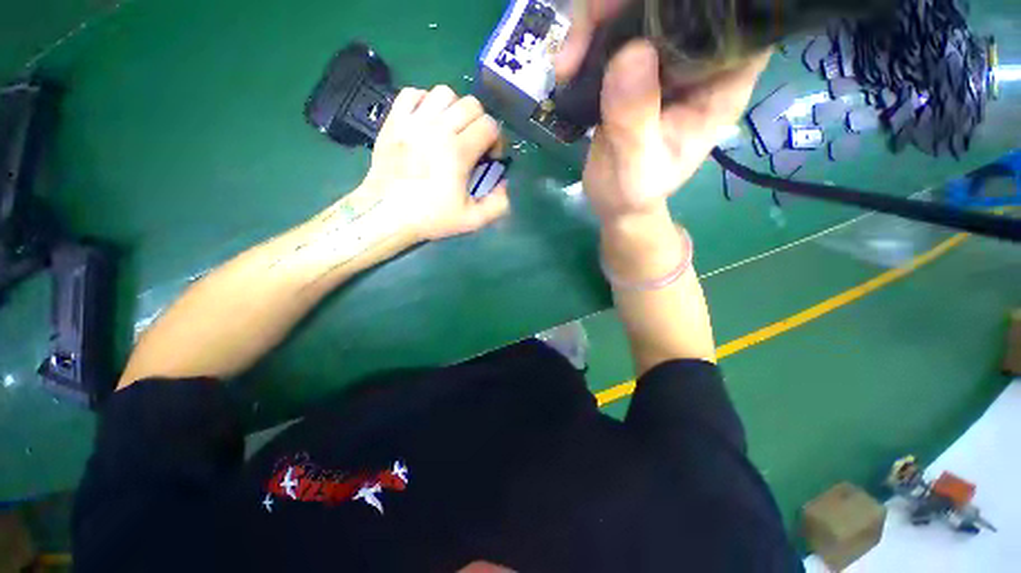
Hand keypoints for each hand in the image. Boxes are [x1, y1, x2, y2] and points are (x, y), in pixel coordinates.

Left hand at [361, 85, 509, 241]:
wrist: (386, 214)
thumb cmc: (430, 217)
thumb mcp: (472, 220)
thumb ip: (497, 204)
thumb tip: (504, 183)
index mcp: (457, 152)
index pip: (489, 125)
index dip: (497, 140)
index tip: (490, 158)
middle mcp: (437, 129)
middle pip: (471, 104)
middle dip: (480, 123)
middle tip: (474, 144)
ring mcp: (412, 121)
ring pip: (444, 92)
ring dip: (455, 109)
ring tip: (452, 130)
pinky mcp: (394, 120)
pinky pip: (412, 93)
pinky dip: (425, 101)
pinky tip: (427, 121)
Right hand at [554, 1, 768, 223]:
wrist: (615, 200)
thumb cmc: (633, 191)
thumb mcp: (635, 165)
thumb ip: (635, 119)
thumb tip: (629, 52)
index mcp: (721, 84)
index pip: (734, 20)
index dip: (702, 2)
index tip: (648, 10)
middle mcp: (700, 62)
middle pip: (681, 3)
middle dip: (630, 5)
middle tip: (591, 24)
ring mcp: (666, 60)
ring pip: (641, 9)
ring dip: (599, 20)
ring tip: (568, 62)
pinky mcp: (636, 65)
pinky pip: (614, 31)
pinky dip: (587, 38)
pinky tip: (567, 67)